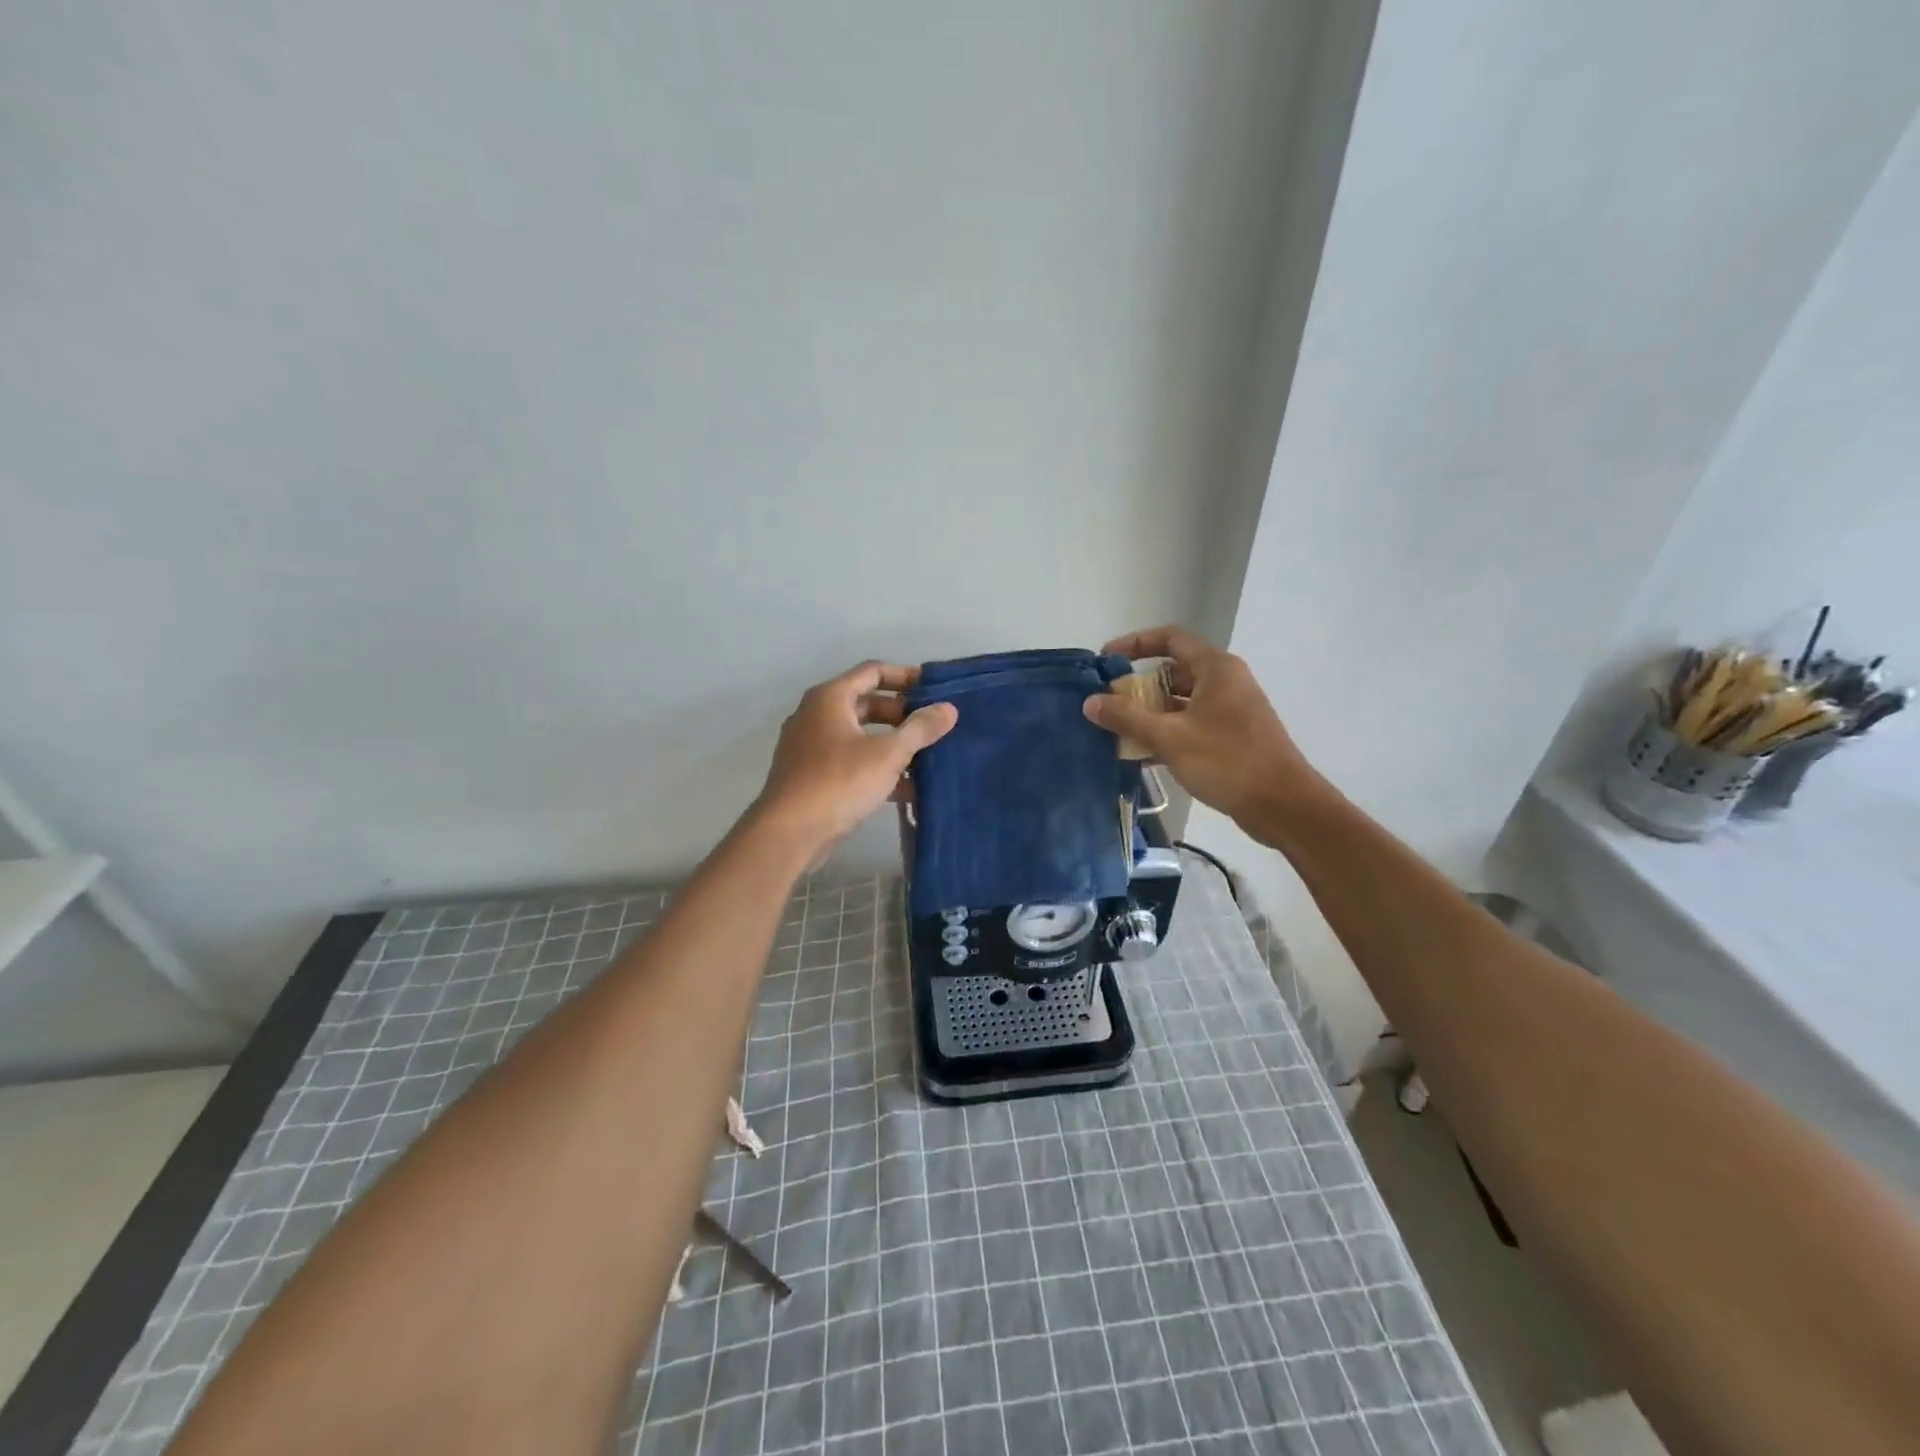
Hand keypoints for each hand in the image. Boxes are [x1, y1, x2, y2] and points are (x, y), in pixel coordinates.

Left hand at [752, 661, 957, 855]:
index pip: (873, 672)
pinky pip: (851, 762)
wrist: (789, 833)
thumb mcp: (888, 753)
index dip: (906, 677)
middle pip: (867, 704)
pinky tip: (907, 790)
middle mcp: (816, 715)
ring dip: (893, 745)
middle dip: (903, 716)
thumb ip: (920, 729)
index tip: (935, 690)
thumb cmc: (839, 782)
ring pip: (860, 736)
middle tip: (934, 728)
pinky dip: (877, 769)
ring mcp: (811, 747)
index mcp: (830, 698)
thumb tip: (949, 708)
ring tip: (928, 759)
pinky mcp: (812, 776)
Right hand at [1083, 626, 1323, 830]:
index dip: (1135, 643)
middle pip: (1174, 671)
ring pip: (1182, 701)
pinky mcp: (1233, 736)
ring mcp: (1232, 710)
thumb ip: (1127, 718)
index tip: (1106, 659)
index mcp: (1216, 669)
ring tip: (1119, 730)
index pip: (1170, 638)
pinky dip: (1167, 731)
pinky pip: (1192, 723)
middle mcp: (1226, 682)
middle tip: (1109, 703)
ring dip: (1151, 712)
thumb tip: (1090, 702)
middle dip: (1139, 685)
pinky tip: (1143, 755)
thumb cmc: (1227, 761)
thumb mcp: (1170, 738)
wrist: (1283, 805)